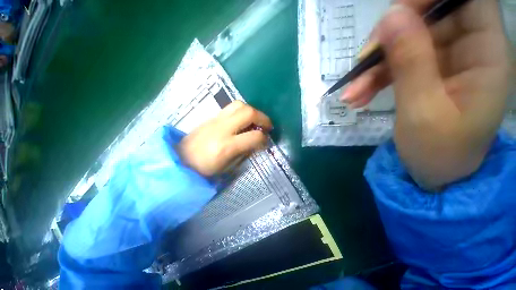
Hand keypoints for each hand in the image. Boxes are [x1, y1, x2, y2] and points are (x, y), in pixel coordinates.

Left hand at [176, 101, 272, 175]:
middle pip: (248, 112)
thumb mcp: (228, 167)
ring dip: (252, 111)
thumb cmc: (204, 170)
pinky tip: (243, 121)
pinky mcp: (211, 117)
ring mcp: (215, 120)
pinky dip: (242, 112)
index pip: (254, 136)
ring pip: (239, 105)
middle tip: (267, 126)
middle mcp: (221, 129)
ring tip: (256, 121)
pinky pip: (231, 108)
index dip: (264, 138)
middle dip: (263, 117)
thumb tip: (257, 142)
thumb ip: (245, 152)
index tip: (266, 141)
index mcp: (226, 146)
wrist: (180, 160)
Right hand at [341, 0, 512, 189]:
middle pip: (427, 20)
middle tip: (359, 67)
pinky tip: (356, 98)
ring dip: (373, 68)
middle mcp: (468, 50)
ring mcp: (445, 62)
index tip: (394, 17)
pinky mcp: (426, 75)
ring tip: (350, 95)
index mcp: (485, 54)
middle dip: (388, 41)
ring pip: (405, 46)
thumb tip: (391, 16)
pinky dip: (373, 80)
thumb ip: (410, 61)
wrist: (435, 174)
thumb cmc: (438, 151)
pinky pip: (396, 66)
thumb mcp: (422, 109)